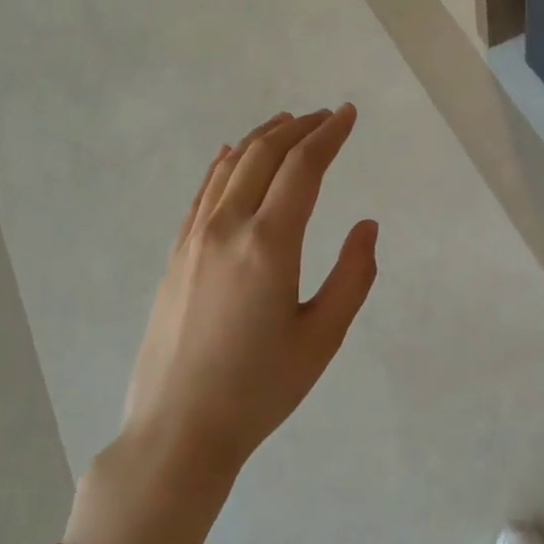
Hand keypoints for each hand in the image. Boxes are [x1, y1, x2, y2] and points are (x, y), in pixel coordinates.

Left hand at [69, 108, 377, 543]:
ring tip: (288, 124)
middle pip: (264, 156)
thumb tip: (366, 225)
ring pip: (230, 167)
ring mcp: (193, 239)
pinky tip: (235, 157)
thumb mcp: (323, 337)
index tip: (348, 115)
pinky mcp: (176, 255)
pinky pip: (204, 192)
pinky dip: (226, 164)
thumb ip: (353, 275)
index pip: (303, 168)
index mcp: (269, 244)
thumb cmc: (261, 389)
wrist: (179, 429)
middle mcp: (227, 227)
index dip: (329, 135)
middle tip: (326, 116)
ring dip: (263, 139)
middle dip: (299, 128)